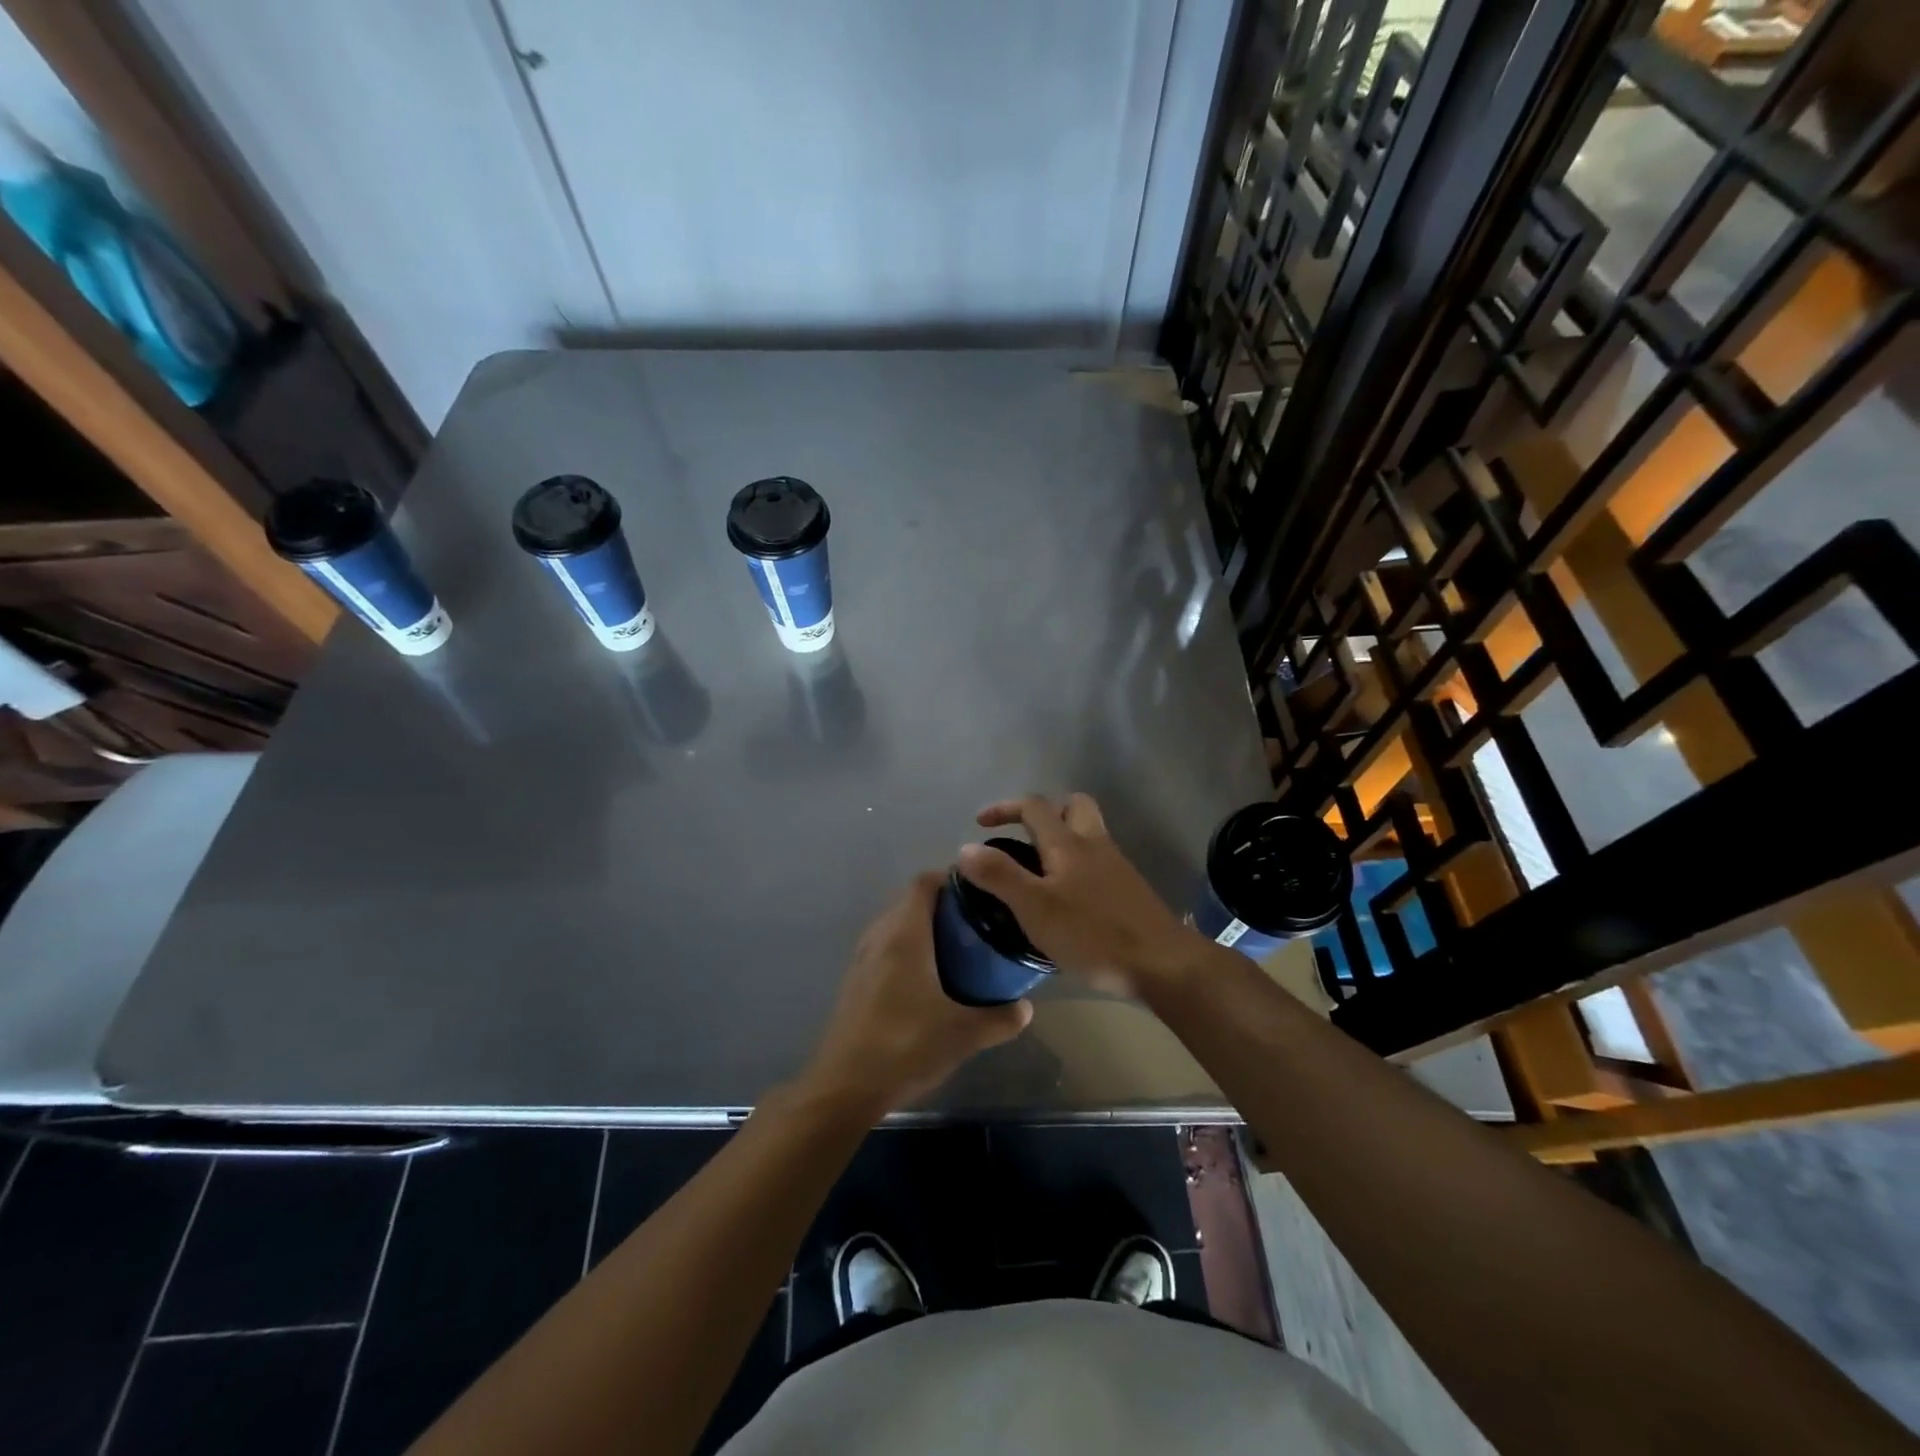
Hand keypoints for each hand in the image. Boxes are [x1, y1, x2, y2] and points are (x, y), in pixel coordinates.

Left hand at [802, 872, 1031, 1116]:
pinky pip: (884, 949)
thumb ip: (1000, 1018)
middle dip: (941, 906)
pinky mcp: (854, 983)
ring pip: (894, 926)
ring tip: (956, 950)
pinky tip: (926, 982)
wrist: (844, 1087)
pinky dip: (905, 951)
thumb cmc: (905, 1046)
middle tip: (975, 924)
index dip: (950, 879)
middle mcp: (879, 937)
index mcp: (904, 935)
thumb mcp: (964, 1035)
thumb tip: (1026, 1008)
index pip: (923, 882)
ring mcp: (862, 960)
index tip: (979, 894)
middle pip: (908, 901)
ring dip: (921, 929)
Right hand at [957, 794, 1199, 996]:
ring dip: (1062, 839)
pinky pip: (1097, 863)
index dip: (1005, 808)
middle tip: (1023, 837)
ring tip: (1039, 872)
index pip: (1034, 806)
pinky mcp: (1128, 890)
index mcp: (1068, 843)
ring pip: (1088, 834)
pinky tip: (1067, 900)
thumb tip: (965, 848)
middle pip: (1073, 806)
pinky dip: (1077, 867)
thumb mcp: (1035, 908)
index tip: (981, 824)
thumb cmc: (1093, 933)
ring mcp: (1116, 866)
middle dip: (1045, 812)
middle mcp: (1094, 844)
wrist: (1162, 963)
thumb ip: (999, 875)